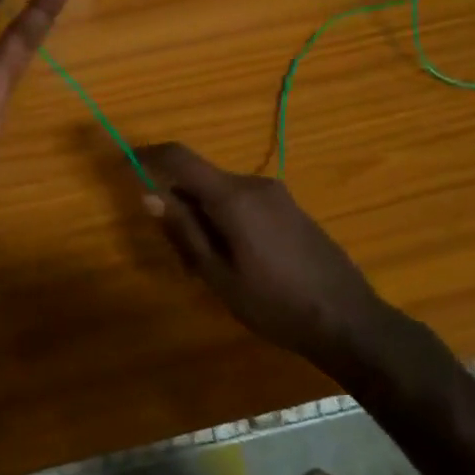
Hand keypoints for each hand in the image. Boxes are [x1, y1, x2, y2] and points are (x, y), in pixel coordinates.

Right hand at [135, 143, 394, 366]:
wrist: (348, 319)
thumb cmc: (275, 304)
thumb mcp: (218, 275)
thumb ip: (184, 231)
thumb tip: (149, 194)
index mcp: (234, 197)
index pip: (181, 158)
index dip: (149, 155)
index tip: (126, 162)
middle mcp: (255, 185)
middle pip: (202, 180)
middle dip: (180, 206)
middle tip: (180, 256)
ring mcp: (277, 195)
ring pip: (223, 194)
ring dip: (205, 218)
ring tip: (210, 269)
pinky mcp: (291, 209)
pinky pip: (245, 203)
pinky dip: (228, 221)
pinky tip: (238, 262)